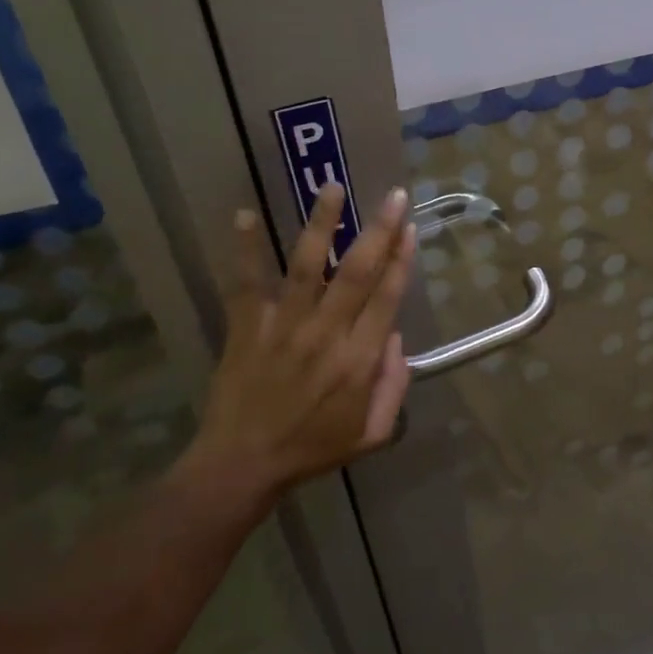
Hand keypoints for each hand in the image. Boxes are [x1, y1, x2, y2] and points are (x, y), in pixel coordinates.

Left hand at [172, 183, 415, 514]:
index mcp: (358, 361)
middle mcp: (326, 334)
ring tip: (332, 187)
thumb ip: (393, 386)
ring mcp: (283, 327)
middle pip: (357, 272)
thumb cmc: (312, 449)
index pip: (387, 298)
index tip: (410, 227)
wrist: (242, 466)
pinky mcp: (246, 327)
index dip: (402, 260)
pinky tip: (243, 214)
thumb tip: (395, 337)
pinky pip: (246, 283)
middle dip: (379, 231)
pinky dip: (245, 249)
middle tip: (392, 195)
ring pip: (307, 266)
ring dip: (322, 225)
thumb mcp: (371, 434)